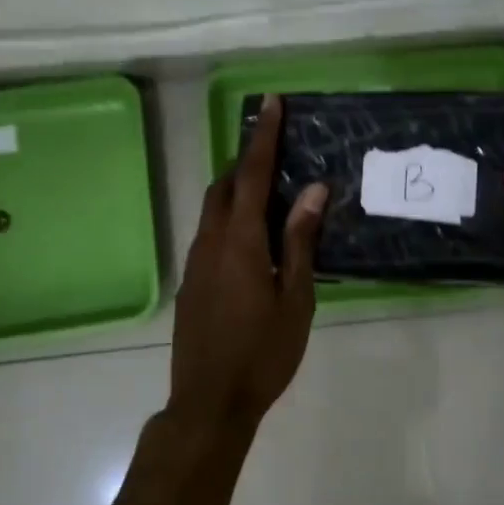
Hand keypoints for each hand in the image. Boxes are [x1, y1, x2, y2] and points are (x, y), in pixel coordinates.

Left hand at [170, 95, 327, 431]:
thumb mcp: (295, 298)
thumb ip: (300, 240)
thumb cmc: (263, 352)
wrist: (209, 401)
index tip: (270, 103)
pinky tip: (251, 238)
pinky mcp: (190, 281)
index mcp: (240, 241)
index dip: (262, 137)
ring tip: (268, 189)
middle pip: (224, 185)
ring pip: (212, 209)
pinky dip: (228, 217)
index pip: (250, 175)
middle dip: (245, 159)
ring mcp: (195, 261)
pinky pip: (209, 232)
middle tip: (274, 148)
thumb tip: (313, 189)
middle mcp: (210, 241)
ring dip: (235, 188)